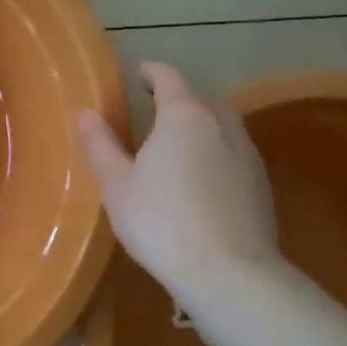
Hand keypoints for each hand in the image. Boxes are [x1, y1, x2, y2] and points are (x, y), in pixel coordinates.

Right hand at [76, 63, 282, 306]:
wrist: (229, 273)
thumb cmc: (161, 222)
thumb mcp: (117, 185)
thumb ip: (100, 144)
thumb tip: (85, 112)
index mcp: (184, 116)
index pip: (168, 77)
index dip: (151, 72)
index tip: (137, 75)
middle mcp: (222, 126)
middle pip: (201, 99)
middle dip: (178, 99)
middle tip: (152, 112)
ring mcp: (248, 155)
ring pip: (222, 126)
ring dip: (200, 126)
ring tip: (177, 146)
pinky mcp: (261, 186)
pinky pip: (234, 154)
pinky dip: (215, 154)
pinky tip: (201, 181)